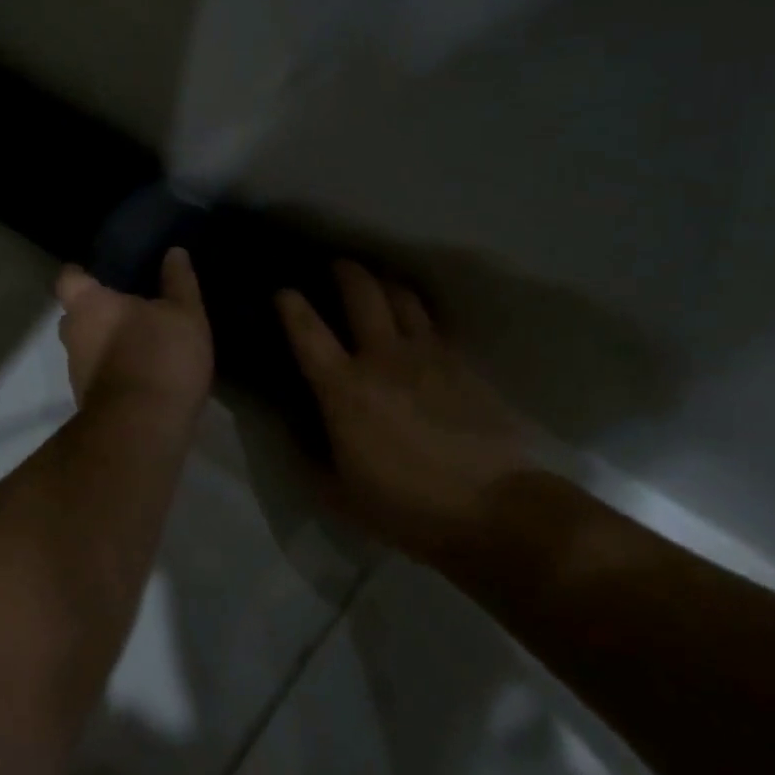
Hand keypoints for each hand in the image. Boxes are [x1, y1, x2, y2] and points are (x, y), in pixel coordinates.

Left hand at [56, 248, 213, 416]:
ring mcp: (76, 371)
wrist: (143, 429)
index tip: (103, 274)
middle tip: (129, 308)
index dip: (82, 273)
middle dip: (96, 311)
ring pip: (86, 347)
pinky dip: (113, 370)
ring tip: (140, 341)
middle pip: (74, 314)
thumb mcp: (184, 313)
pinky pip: (97, 374)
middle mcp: (72, 334)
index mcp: (87, 304)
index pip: (68, 277)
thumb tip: (174, 252)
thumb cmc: (160, 356)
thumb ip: (178, 281)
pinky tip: (142, 372)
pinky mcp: (87, 400)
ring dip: (106, 343)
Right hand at [277, 261, 534, 556]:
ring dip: (385, 284)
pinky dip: (417, 315)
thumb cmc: (404, 506)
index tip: (283, 291)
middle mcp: (383, 358)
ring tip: (377, 285)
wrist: (491, 508)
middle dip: (345, 271)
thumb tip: (296, 432)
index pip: (308, 331)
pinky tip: (416, 325)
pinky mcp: (462, 364)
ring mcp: (428, 355)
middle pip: (362, 292)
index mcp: (344, 389)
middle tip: (336, 266)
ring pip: (403, 298)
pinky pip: (434, 325)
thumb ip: (310, 457)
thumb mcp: (338, 493)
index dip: (290, 305)